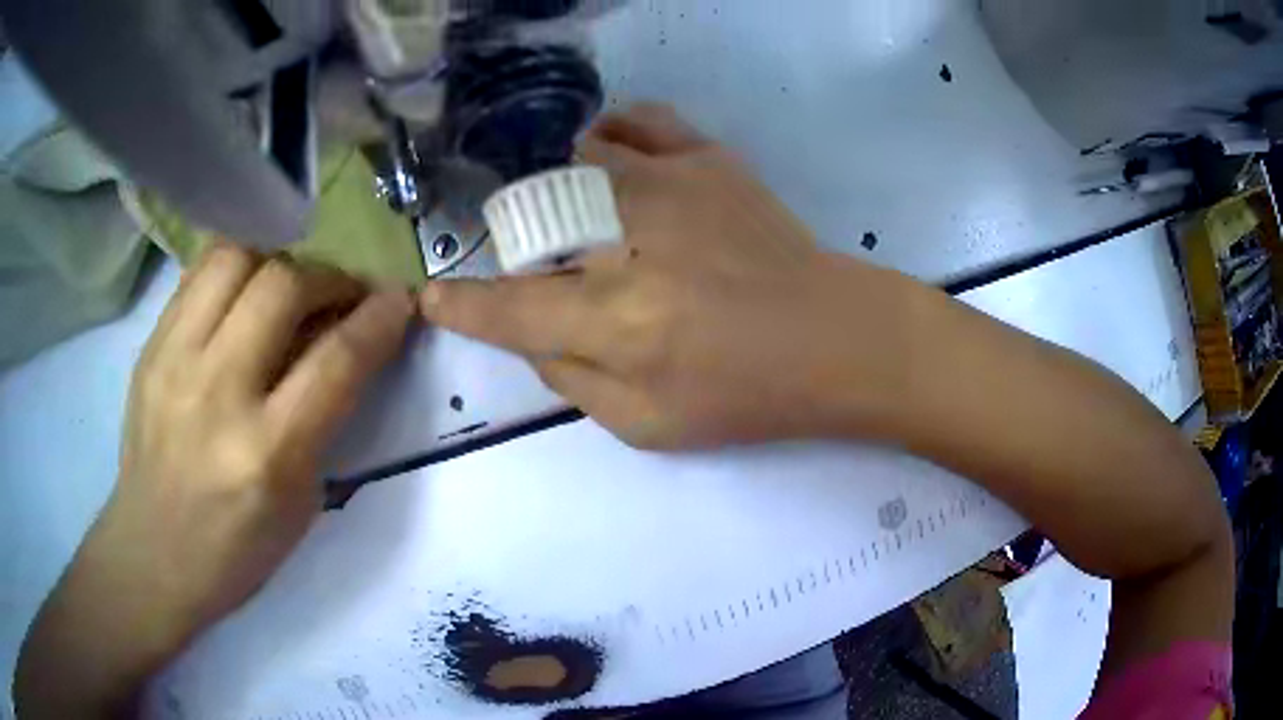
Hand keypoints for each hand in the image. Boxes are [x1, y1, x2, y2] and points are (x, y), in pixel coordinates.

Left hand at [15, 246, 412, 716]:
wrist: (152, 555)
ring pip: (235, 257)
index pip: (336, 360)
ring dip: (278, 261)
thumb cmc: (237, 550)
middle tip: (342, 293)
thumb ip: (322, 419)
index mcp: (266, 455)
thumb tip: (343, 343)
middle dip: (329, 276)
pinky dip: (236, 270)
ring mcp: (173, 362)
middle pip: (283, 285)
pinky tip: (244, 295)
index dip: (378, 318)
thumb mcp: (299, 503)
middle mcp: (217, 394)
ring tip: (290, 286)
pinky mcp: (149, 347)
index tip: (398, 299)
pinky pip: (198, 274)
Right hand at [420, 104, 915, 448]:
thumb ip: (570, 381)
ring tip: (574, 214)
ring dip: (555, 189)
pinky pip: (637, 121)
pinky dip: (610, 134)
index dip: (460, 304)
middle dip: (513, 244)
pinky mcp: (708, 159)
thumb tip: (527, 332)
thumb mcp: (647, 426)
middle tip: (537, 265)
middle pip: (530, 223)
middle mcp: (630, 242)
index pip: (507, 308)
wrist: (834, 339)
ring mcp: (670, 185)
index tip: (433, 295)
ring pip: (573, 160)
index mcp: (615, 323)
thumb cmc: (746, 395)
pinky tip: (610, 159)